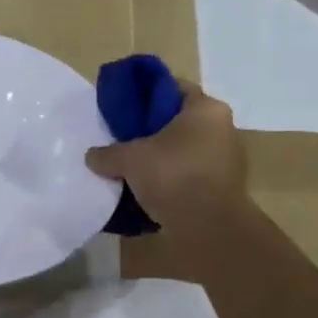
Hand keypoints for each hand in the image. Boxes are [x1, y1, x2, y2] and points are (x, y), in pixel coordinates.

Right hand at [86, 82, 248, 230]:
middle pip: (178, 122)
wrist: (208, 228)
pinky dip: (170, 180)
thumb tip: (92, 156)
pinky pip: (189, 176)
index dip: (146, 95)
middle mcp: (222, 128)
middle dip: (151, 131)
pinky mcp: (222, 189)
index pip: (174, 88)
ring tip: (130, 169)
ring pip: (183, 151)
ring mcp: (225, 161)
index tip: (124, 108)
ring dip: (160, 159)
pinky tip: (146, 191)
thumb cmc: (174, 176)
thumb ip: (107, 154)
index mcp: (206, 109)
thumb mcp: (130, 159)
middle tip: (122, 140)